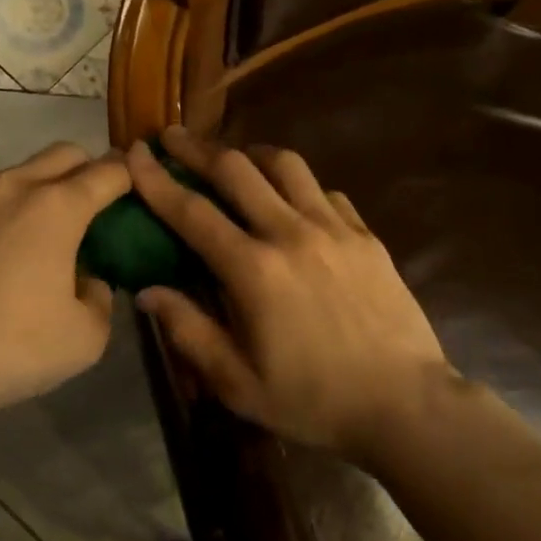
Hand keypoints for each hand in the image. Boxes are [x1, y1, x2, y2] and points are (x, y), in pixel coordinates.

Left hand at [0, 142, 131, 426]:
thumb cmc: (12, 349)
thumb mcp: (86, 337)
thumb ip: (100, 297)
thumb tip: (87, 281)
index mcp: (56, 207)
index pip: (108, 173)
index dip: (128, 177)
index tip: (134, 190)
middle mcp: (11, 188)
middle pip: (62, 154)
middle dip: (87, 169)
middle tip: (92, 208)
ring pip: (16, 176)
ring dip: (39, 192)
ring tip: (37, 240)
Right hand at [127, 127, 455, 460]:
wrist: (404, 404)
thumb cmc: (313, 401)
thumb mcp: (238, 383)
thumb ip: (189, 331)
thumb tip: (148, 291)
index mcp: (253, 270)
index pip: (192, 211)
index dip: (157, 179)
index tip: (135, 153)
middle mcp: (291, 234)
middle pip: (237, 170)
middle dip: (198, 149)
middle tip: (174, 136)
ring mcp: (334, 229)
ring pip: (287, 166)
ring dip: (252, 154)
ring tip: (235, 158)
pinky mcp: (366, 236)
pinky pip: (325, 191)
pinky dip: (298, 185)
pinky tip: (292, 199)